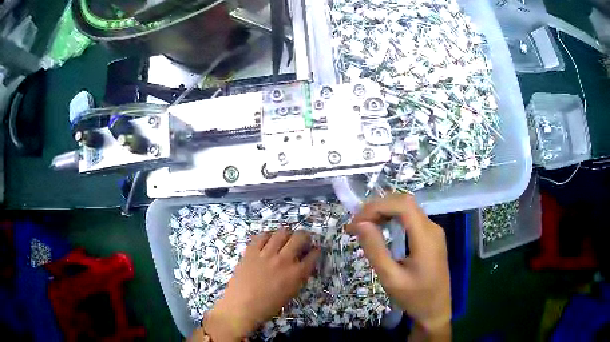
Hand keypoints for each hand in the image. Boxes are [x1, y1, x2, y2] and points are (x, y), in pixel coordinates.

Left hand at [202, 229, 320, 341]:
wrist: (242, 306)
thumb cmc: (268, 305)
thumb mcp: (290, 293)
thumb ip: (298, 277)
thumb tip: (301, 265)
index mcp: (296, 274)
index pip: (312, 255)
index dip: (315, 251)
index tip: (314, 250)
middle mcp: (284, 260)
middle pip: (300, 237)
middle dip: (304, 236)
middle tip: (302, 240)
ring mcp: (267, 254)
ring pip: (281, 232)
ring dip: (287, 234)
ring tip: (285, 238)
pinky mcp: (251, 251)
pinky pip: (262, 236)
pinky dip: (268, 236)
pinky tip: (268, 240)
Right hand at [346, 194, 451, 339]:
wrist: (436, 310)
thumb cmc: (414, 297)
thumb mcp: (391, 278)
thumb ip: (376, 250)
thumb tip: (360, 224)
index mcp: (426, 237)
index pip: (402, 205)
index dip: (377, 207)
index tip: (356, 222)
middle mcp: (432, 227)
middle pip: (404, 203)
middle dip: (378, 208)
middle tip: (356, 225)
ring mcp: (433, 231)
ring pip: (407, 209)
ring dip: (384, 212)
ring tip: (364, 226)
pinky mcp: (431, 237)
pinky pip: (411, 219)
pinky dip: (393, 219)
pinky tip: (381, 228)